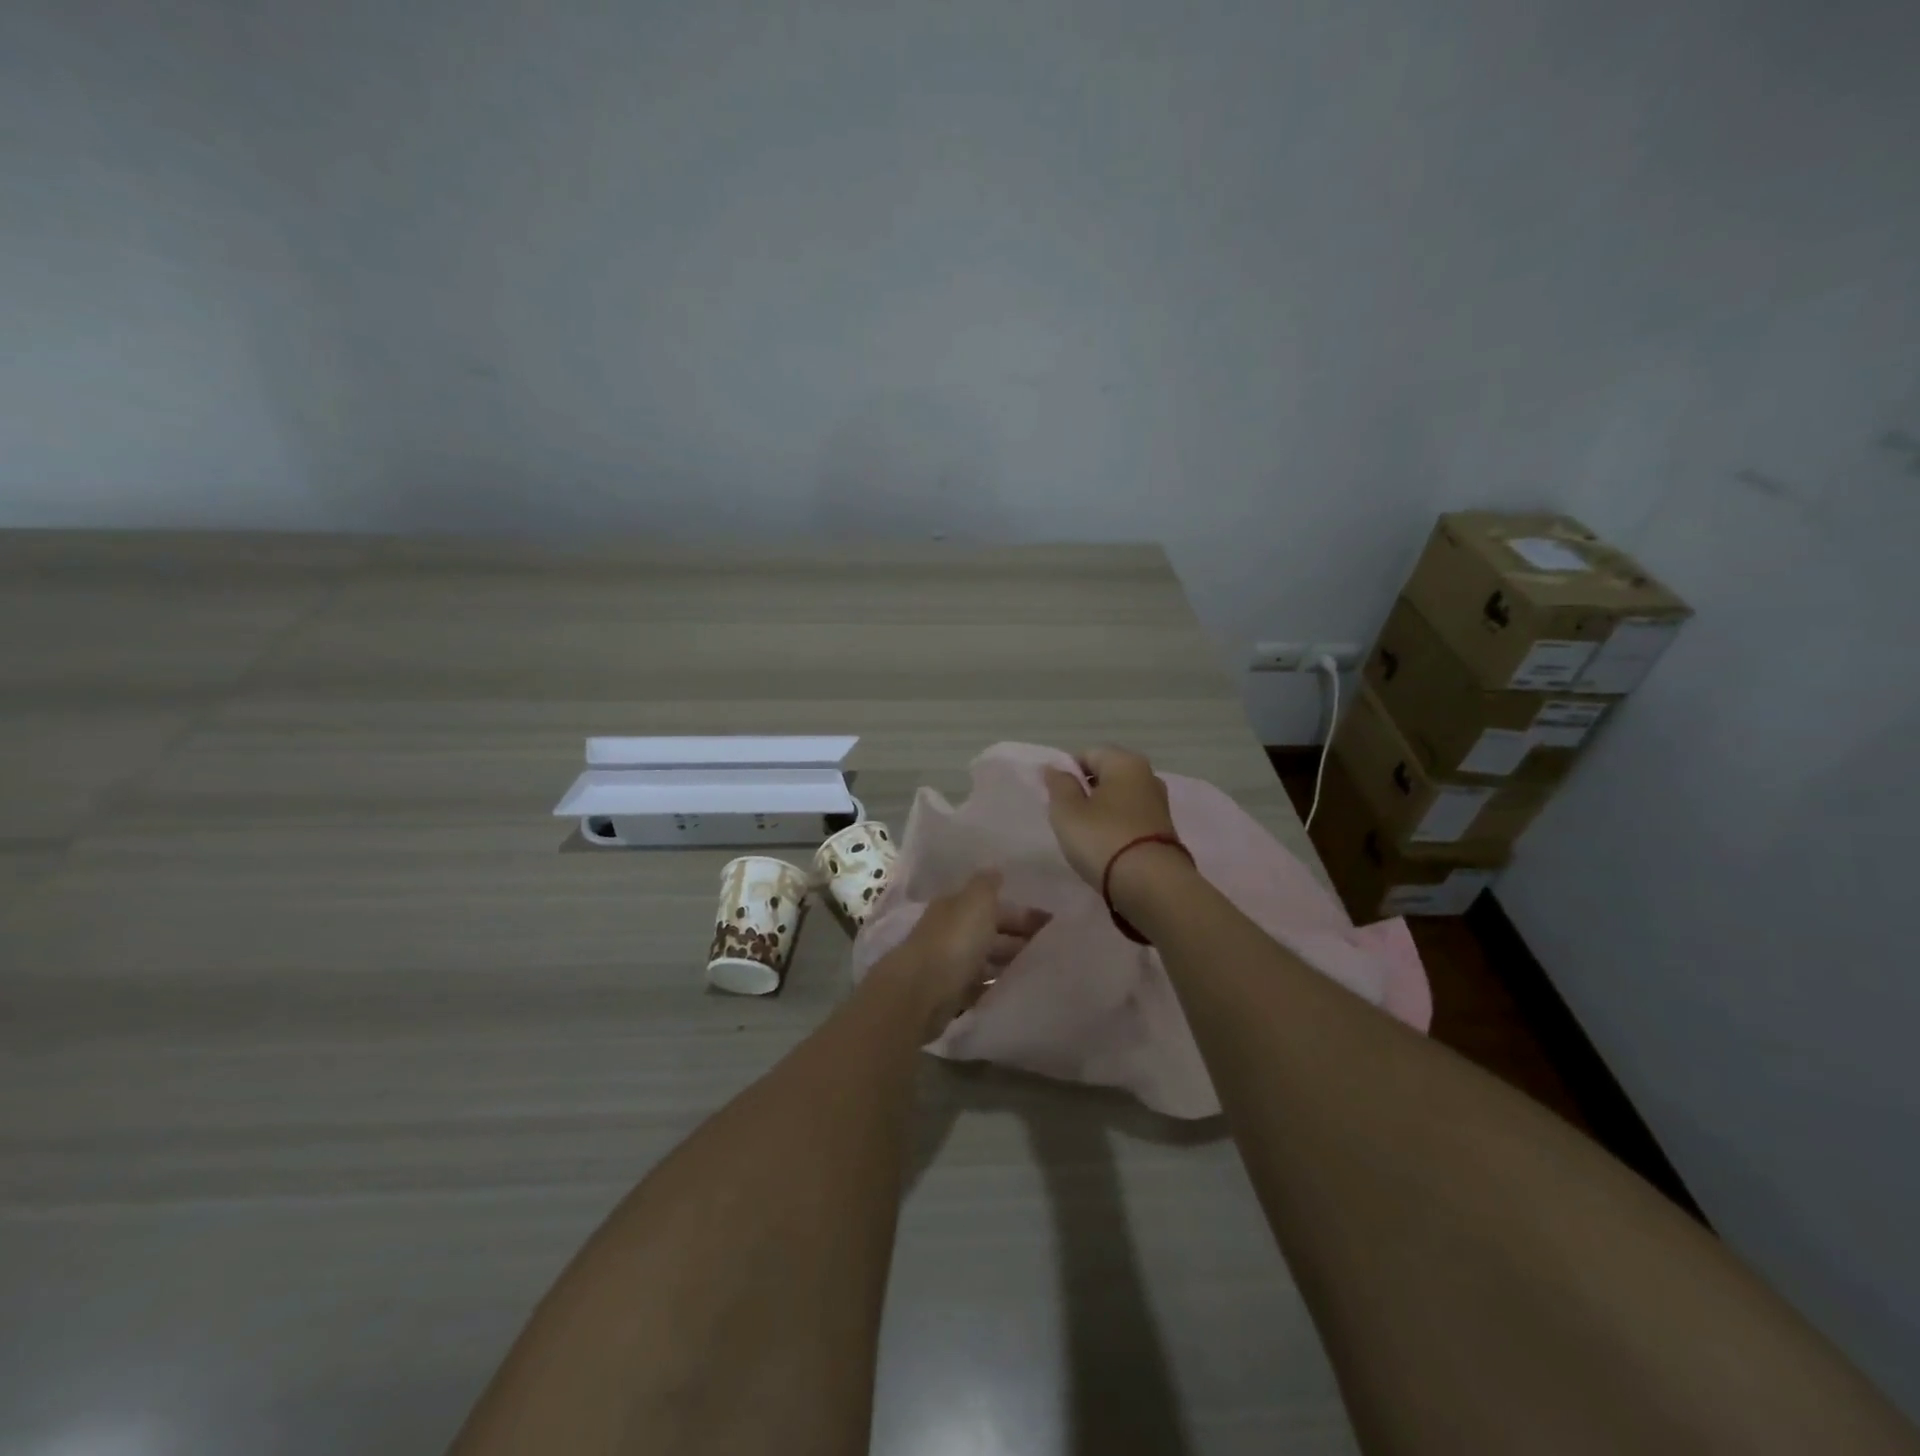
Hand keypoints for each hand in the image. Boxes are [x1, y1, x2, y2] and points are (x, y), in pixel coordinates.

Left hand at [893, 871, 1050, 1036]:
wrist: (920, 993)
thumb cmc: (954, 941)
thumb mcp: (976, 902)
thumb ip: (987, 884)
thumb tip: (995, 869)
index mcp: (956, 906)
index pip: (994, 904)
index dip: (1023, 912)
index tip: (1053, 922)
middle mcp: (951, 931)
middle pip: (991, 931)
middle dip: (1020, 937)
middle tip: (1053, 947)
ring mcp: (950, 963)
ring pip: (986, 958)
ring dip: (1009, 961)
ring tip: (1041, 969)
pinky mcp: (951, 994)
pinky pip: (979, 985)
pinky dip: (995, 984)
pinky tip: (1016, 989)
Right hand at [1041, 746, 1179, 888]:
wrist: (1151, 886)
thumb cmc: (1103, 839)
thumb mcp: (1067, 811)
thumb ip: (1059, 785)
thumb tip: (1055, 768)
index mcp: (1125, 762)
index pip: (1087, 754)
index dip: (1067, 773)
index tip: (1055, 798)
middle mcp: (1148, 776)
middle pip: (1106, 776)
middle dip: (1085, 792)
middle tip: (1067, 818)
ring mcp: (1159, 805)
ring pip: (1119, 800)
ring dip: (1101, 812)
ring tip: (1085, 837)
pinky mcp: (1165, 831)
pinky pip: (1131, 820)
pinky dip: (1116, 829)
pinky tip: (1106, 849)